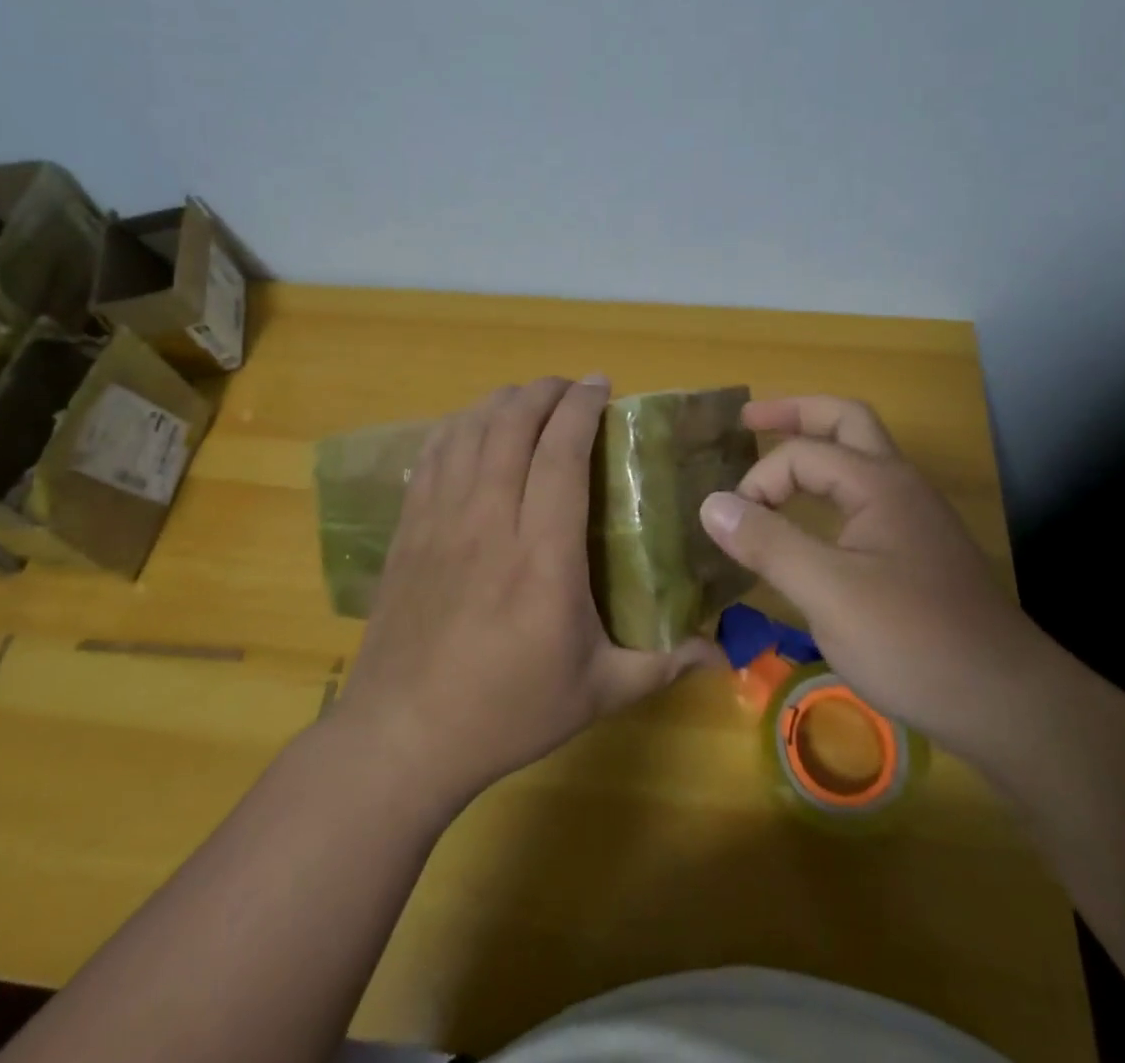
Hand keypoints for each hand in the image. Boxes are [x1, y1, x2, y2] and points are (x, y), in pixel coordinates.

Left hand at [336, 376, 718, 809]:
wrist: (401, 737)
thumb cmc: (507, 712)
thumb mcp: (597, 693)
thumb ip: (663, 664)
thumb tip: (723, 652)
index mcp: (544, 555)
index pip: (561, 453)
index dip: (581, 407)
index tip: (602, 385)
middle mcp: (490, 521)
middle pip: (511, 425)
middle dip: (544, 392)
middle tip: (571, 389)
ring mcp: (441, 521)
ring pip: (469, 431)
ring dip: (501, 402)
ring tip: (528, 400)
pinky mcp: (410, 529)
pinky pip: (432, 455)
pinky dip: (458, 427)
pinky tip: (473, 428)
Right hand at [698, 395, 1055, 759]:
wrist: (1007, 703)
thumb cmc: (914, 641)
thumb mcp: (828, 593)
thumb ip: (768, 542)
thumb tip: (711, 503)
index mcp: (878, 482)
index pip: (801, 454)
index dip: (758, 482)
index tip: (733, 529)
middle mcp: (900, 485)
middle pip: (845, 421)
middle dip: (795, 414)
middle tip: (748, 422)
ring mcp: (914, 517)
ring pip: (861, 457)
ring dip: (817, 447)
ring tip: (775, 460)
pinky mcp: (918, 551)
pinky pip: (866, 496)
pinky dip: (831, 488)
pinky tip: (813, 519)